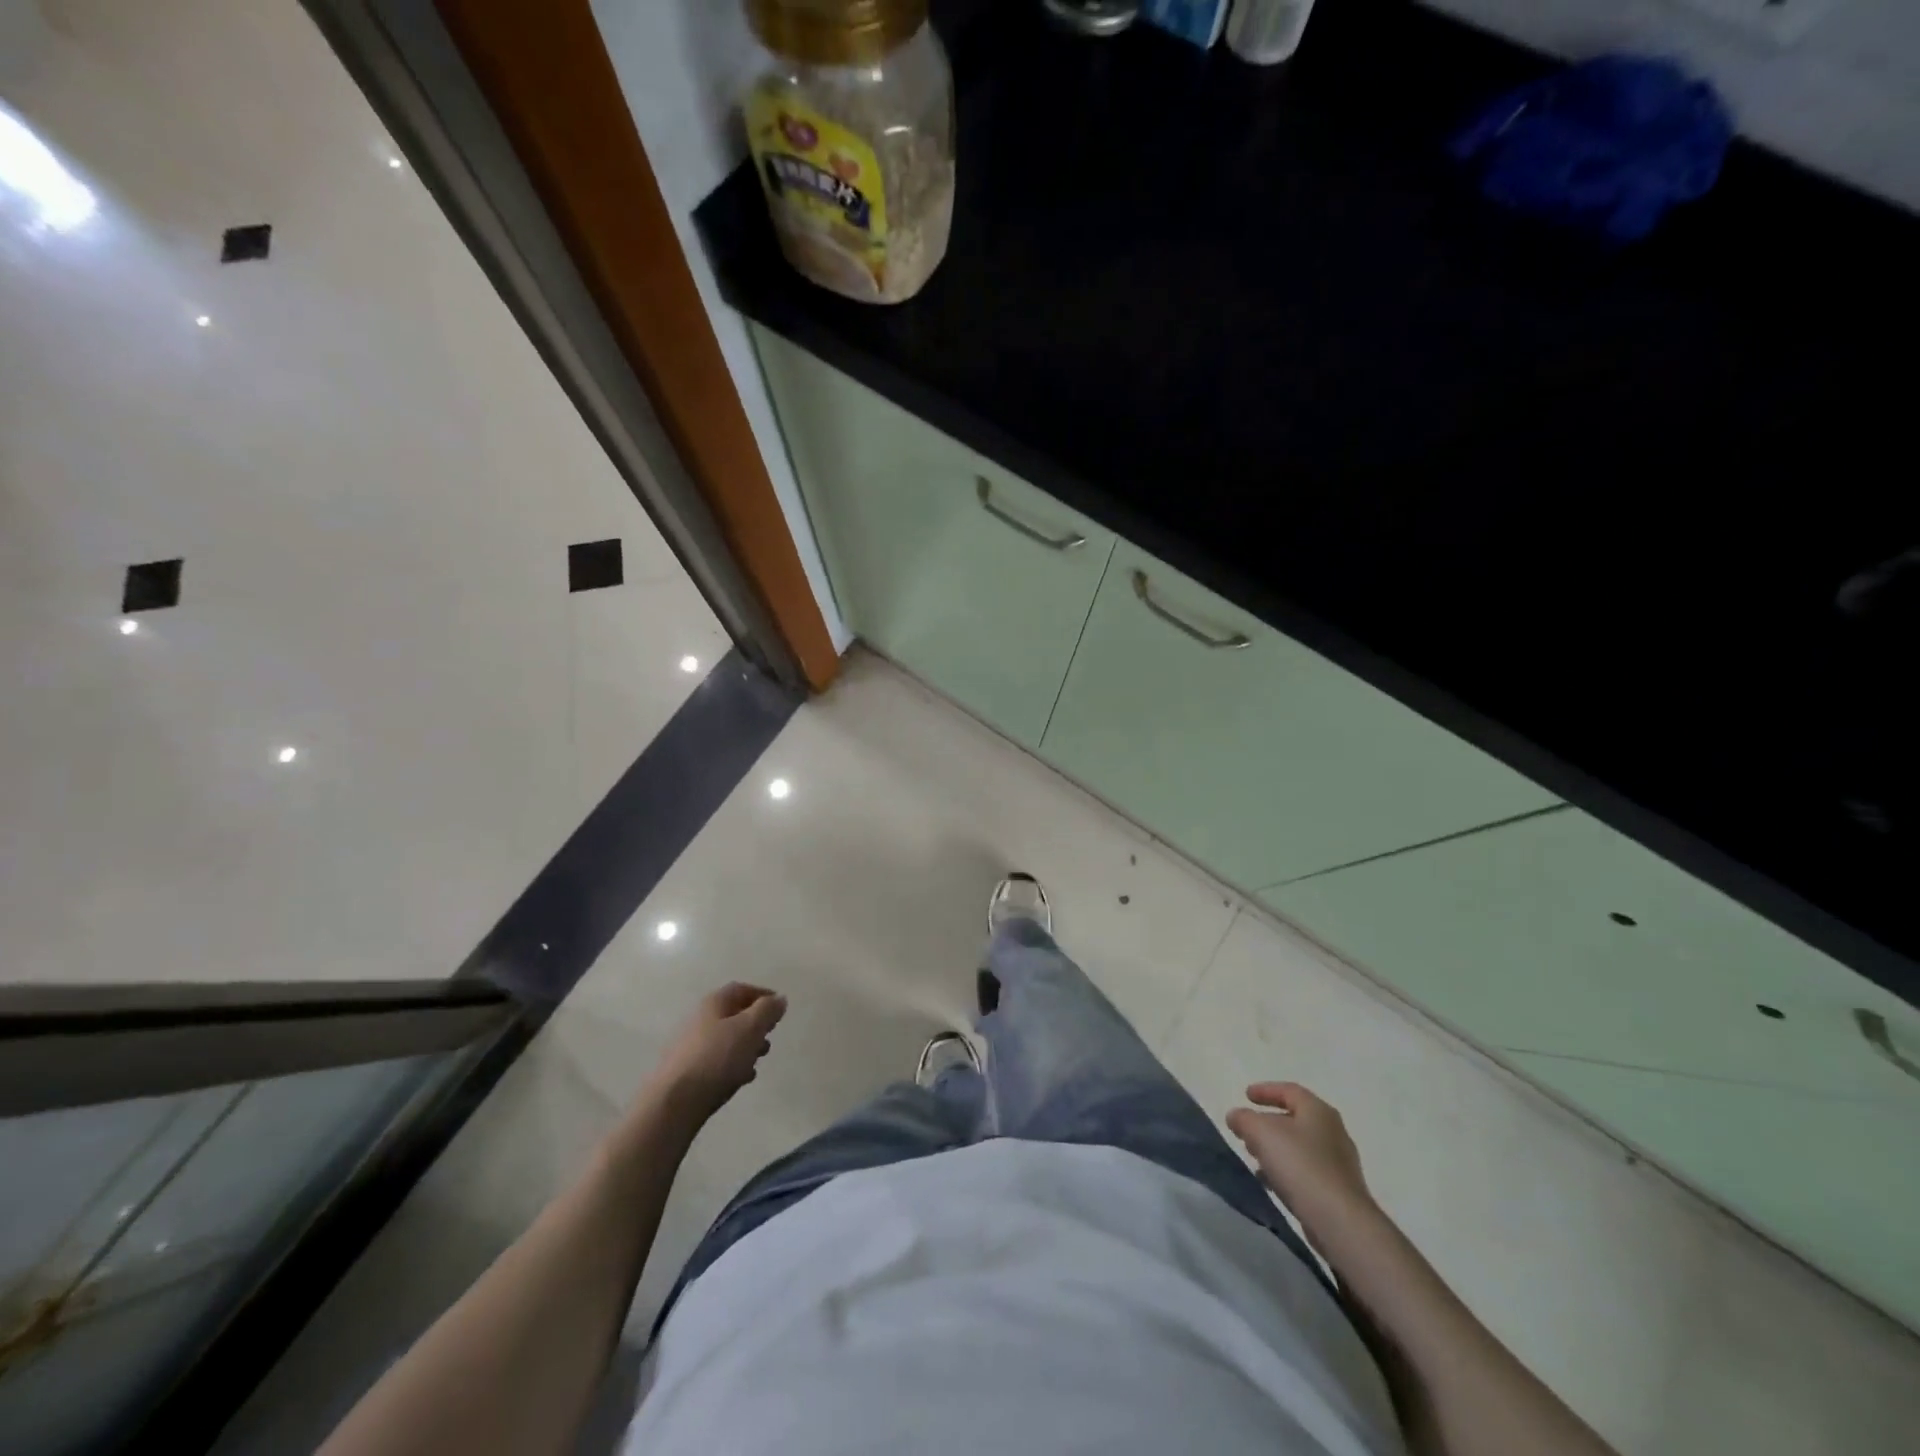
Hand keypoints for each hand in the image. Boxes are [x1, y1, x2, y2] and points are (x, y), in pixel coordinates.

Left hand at [650, 982, 786, 1120]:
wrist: (674, 1102)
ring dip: (746, 1045)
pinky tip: (742, 1078)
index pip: (741, 989)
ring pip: (725, 1039)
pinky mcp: (687, 1072)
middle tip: (771, 1035)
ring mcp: (690, 1047)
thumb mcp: (750, 1028)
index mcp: (713, 1004)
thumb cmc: (717, 1058)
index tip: (779, 1008)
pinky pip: (716, 1061)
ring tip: (760, 1059)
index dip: (762, 995)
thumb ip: (767, 1010)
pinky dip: (733, 1064)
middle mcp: (699, 1020)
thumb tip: (779, 999)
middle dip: (755, 1023)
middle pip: (732, 1014)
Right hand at [1226, 1082, 1372, 1232]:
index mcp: (1318, 1111)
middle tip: (1247, 1129)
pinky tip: (1271, 1182)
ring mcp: (1339, 1163)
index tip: (1245, 1096)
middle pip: (1295, 1119)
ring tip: (1254, 1156)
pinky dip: (1287, 1170)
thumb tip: (1236, 1116)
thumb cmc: (1300, 1165)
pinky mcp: (1339, 1191)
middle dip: (1268, 1123)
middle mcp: (1333, 1132)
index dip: (1265, 1090)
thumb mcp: (1261, 1133)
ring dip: (1276, 1148)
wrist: (1340, 1221)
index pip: (1290, 1091)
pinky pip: (1307, 1171)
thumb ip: (1244, 1119)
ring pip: (1300, 1147)